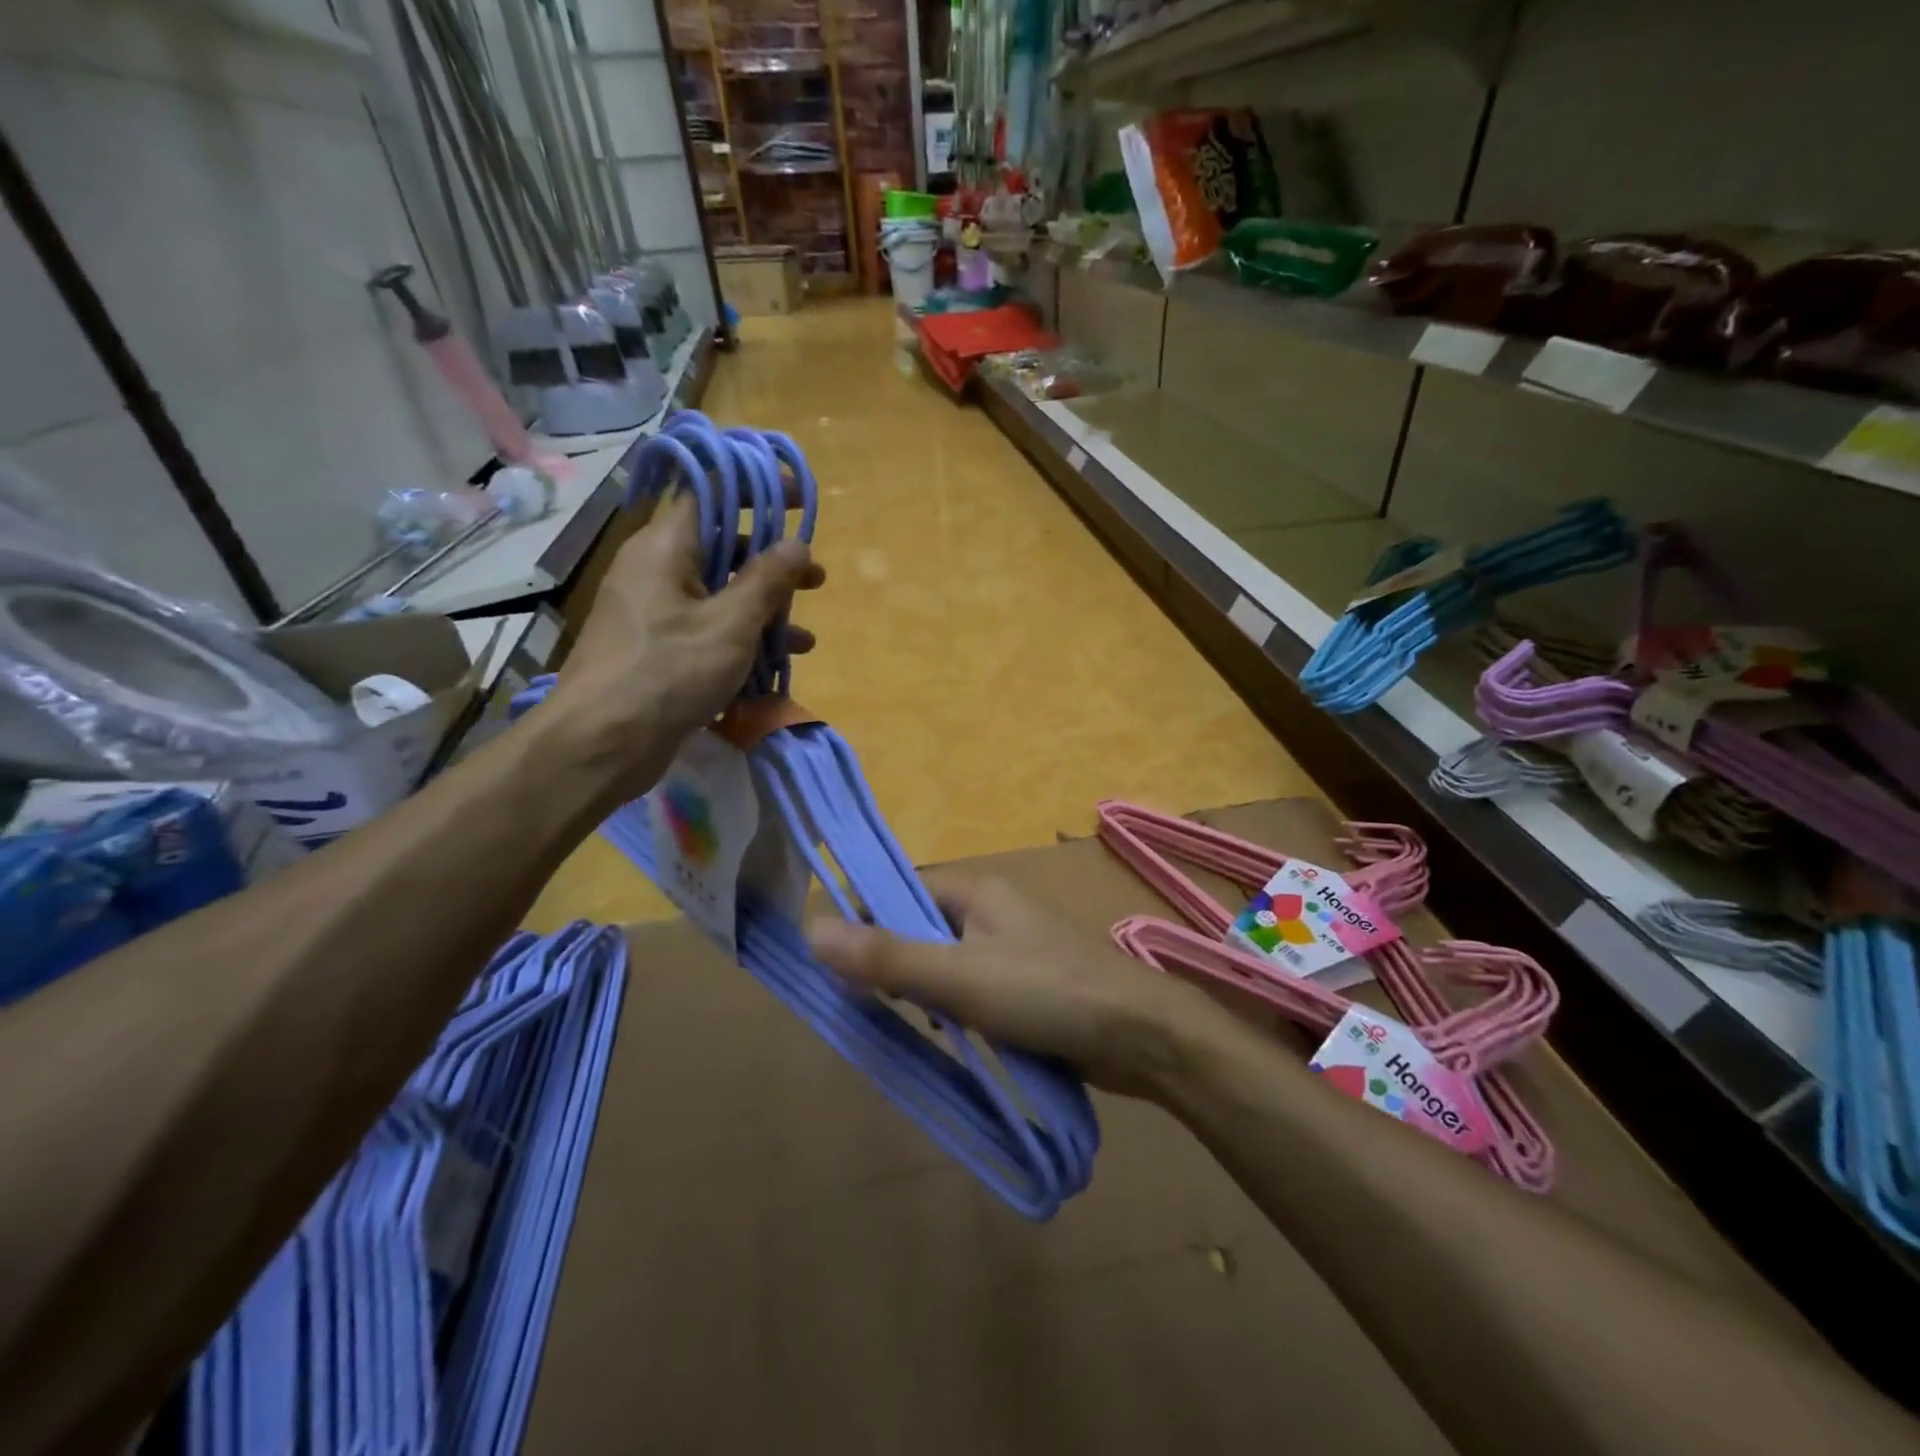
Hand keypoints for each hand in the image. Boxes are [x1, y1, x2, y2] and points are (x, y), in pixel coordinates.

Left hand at [547, 491, 824, 798]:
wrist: (602, 744)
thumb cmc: (668, 672)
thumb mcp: (730, 624)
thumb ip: (768, 580)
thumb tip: (797, 544)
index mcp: (664, 548)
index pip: (712, 494)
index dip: (757, 490)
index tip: (797, 500)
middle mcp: (654, 571)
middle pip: (721, 549)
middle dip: (772, 565)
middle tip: (815, 580)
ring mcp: (652, 613)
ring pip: (717, 595)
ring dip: (763, 612)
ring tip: (804, 639)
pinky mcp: (655, 650)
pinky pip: (705, 630)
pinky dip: (739, 641)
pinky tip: (773, 668)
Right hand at [807, 877, 1227, 1096]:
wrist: (1141, 1035)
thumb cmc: (1046, 993)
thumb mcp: (958, 977)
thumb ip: (888, 956)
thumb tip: (812, 930)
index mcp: (977, 891)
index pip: (903, 890)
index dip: (868, 919)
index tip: (843, 965)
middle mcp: (994, 910)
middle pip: (923, 924)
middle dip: (896, 960)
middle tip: (875, 1004)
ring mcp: (1015, 947)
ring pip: (949, 959)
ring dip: (926, 989)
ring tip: (914, 1025)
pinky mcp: (1030, 983)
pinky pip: (976, 987)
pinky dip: (958, 1008)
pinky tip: (955, 1038)